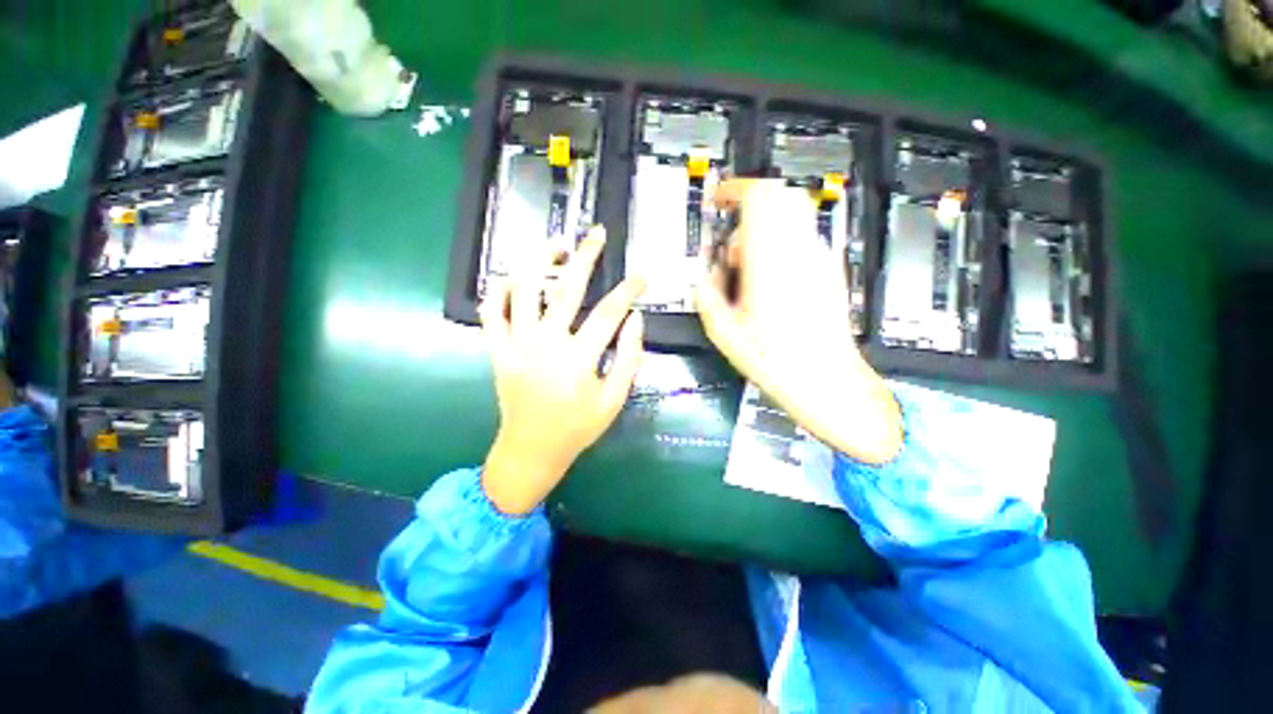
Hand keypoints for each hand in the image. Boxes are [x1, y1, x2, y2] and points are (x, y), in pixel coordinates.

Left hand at [479, 226, 645, 514]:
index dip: (628, 290)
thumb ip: (629, 359)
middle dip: (585, 256)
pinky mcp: (497, 350)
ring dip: (538, 260)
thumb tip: (636, 320)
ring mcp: (516, 344)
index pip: (609, 313)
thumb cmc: (578, 428)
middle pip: (566, 288)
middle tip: (595, 233)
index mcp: (577, 359)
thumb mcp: (614, 400)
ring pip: (522, 289)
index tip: (643, 274)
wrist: (532, 449)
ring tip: (555, 243)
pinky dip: (498, 289)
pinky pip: (490, 311)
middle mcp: (545, 344)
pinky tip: (514, 277)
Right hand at [695, 179, 901, 464]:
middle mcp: (798, 252)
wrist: (825, 378)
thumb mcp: (723, 332)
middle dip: (750, 205)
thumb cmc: (774, 360)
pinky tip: (772, 277)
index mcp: (768, 262)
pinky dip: (782, 242)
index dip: (735, 188)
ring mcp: (819, 258)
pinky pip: (804, 236)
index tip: (719, 199)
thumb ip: (707, 293)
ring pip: (794, 212)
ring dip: (765, 226)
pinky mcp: (830, 269)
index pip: (759, 196)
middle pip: (780, 193)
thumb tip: (707, 273)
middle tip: (733, 239)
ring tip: (750, 264)